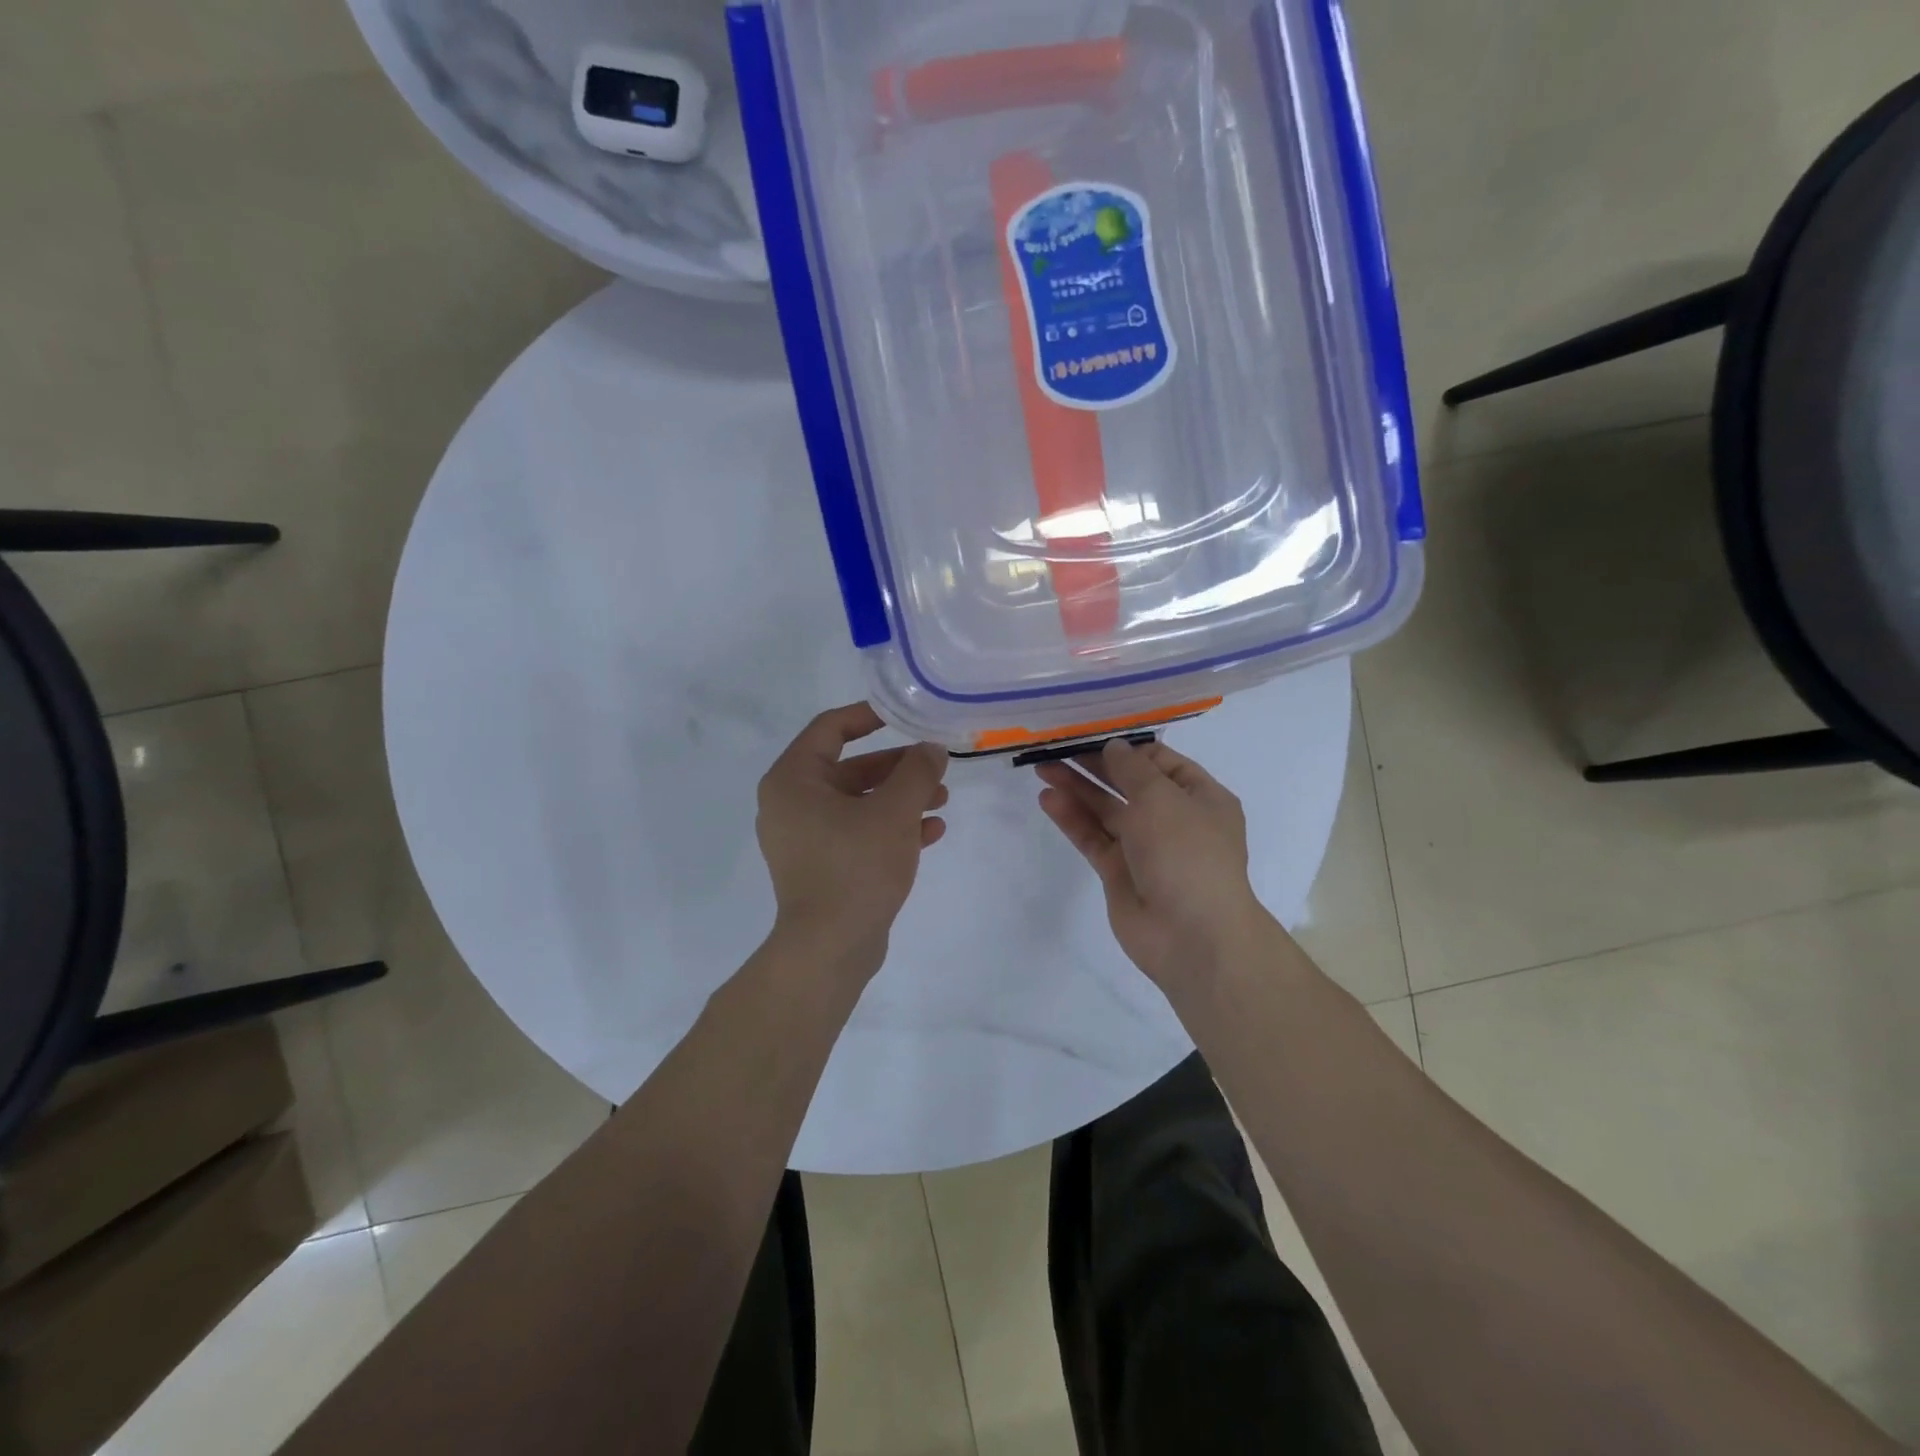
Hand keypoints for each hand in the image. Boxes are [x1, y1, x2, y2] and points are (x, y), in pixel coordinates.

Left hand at [757, 703, 949, 980]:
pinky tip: (932, 832)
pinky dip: (890, 828)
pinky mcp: (821, 866)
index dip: (870, 716)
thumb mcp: (894, 811)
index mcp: (793, 780)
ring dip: (900, 798)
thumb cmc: (856, 867)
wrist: (830, 948)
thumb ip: (917, 772)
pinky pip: (857, 833)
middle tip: (936, 766)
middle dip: (897, 767)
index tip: (906, 715)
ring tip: (942, 801)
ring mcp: (804, 838)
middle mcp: (791, 804)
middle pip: (850, 768)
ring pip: (858, 803)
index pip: (830, 728)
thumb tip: (931, 749)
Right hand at [1035, 738, 1267, 991]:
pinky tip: (1049, 799)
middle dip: (1094, 766)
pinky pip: (1094, 838)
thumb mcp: (1162, 798)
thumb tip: (1113, 747)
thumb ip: (1131, 769)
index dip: (1126, 748)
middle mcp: (1174, 819)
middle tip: (1057, 747)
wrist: (1192, 935)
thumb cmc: (1186, 853)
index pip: (1160, 762)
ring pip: (1107, 811)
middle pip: (1128, 784)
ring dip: (1078, 789)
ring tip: (1042, 768)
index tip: (1091, 733)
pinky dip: (1073, 819)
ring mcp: (1145, 848)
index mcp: (1200, 798)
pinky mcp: (1119, 872)